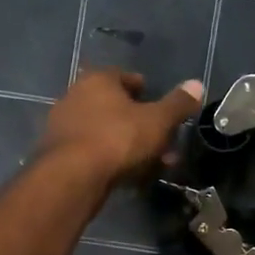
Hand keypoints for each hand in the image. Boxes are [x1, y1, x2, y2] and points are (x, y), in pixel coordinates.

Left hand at [38, 69, 203, 187]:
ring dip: (128, 144)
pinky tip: (127, 175)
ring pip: (105, 131)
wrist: (72, 177)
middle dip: (141, 125)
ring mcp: (63, 125)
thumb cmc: (118, 139)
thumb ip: (178, 104)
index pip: (125, 77)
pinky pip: (92, 151)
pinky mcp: (57, 153)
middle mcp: (75, 95)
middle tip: (162, 142)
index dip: (145, 91)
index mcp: (98, 80)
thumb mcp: (157, 121)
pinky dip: (110, 159)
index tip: (160, 108)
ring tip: (151, 164)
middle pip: (115, 107)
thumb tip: (197, 84)